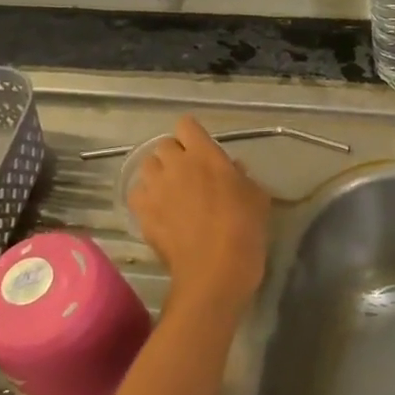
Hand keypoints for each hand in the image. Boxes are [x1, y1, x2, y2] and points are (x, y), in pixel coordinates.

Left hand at [127, 117, 271, 319]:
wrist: (216, 269)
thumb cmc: (245, 228)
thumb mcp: (257, 195)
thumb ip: (240, 175)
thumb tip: (231, 169)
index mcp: (205, 154)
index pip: (186, 125)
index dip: (191, 135)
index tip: (200, 147)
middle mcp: (175, 164)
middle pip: (163, 145)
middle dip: (174, 155)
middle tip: (187, 172)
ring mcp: (155, 188)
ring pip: (147, 166)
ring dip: (157, 173)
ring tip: (169, 190)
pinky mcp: (142, 212)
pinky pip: (137, 193)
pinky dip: (145, 197)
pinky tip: (157, 210)